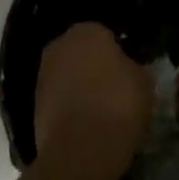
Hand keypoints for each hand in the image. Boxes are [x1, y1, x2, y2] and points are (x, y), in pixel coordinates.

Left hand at [34, 23, 152, 168]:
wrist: (81, 147)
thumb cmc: (118, 105)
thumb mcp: (144, 82)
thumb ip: (133, 67)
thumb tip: (126, 69)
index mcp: (87, 31)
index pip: (105, 35)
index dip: (117, 53)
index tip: (127, 72)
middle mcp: (59, 45)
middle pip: (81, 52)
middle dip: (93, 66)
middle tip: (113, 88)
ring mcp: (43, 73)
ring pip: (67, 74)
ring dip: (78, 86)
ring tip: (99, 109)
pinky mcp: (34, 101)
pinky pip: (58, 97)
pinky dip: (68, 106)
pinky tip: (84, 123)